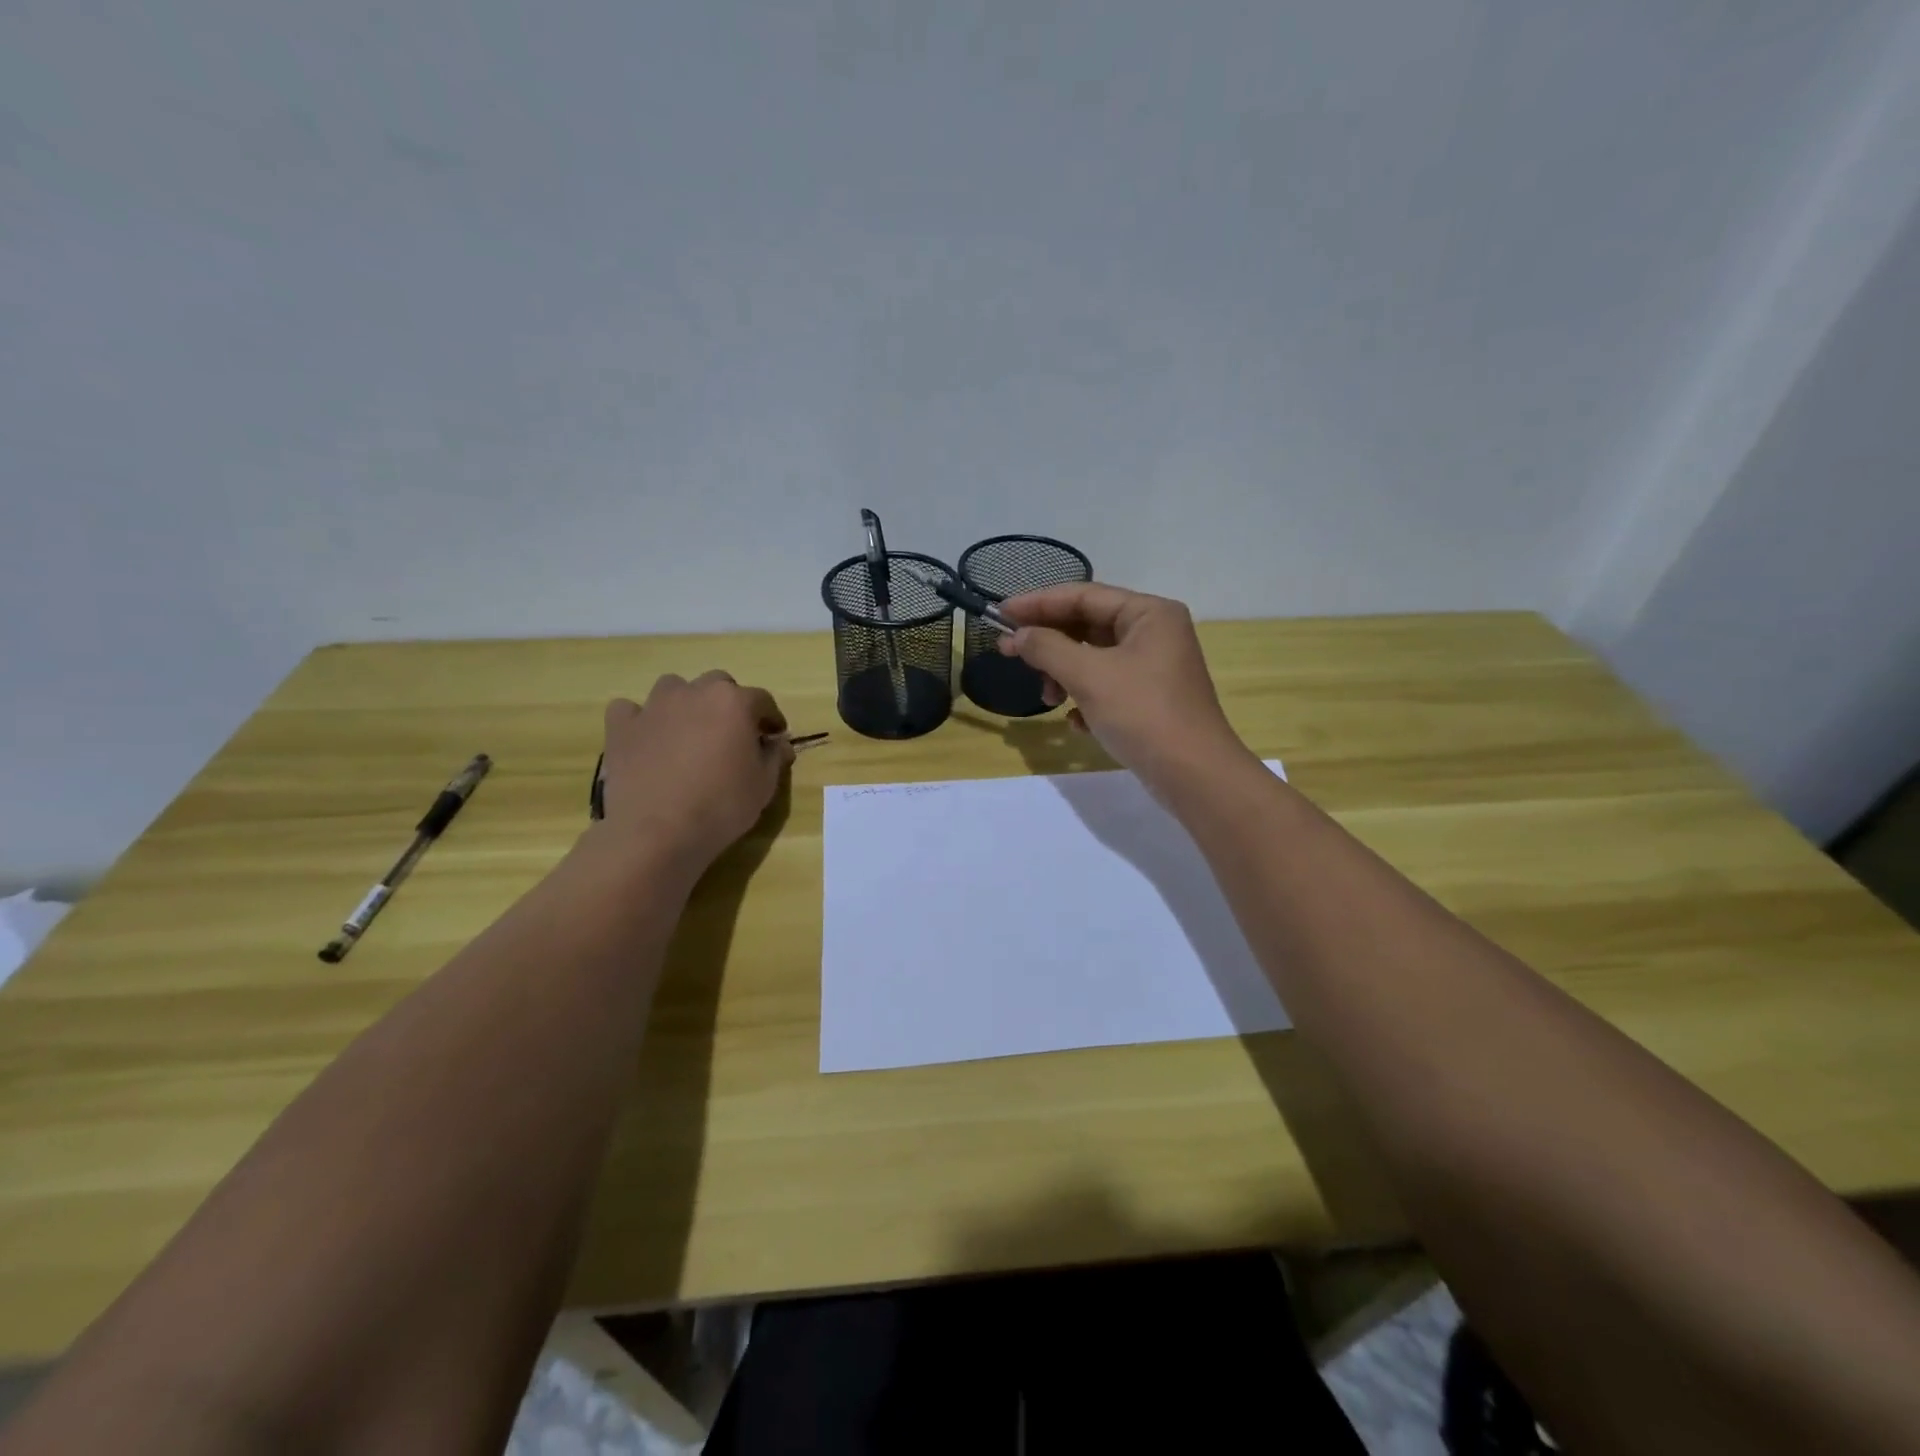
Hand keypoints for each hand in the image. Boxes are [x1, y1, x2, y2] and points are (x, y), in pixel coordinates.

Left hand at [594, 672, 793, 871]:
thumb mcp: (763, 785)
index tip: (773, 736)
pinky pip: (630, 710)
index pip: (762, 700)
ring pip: (673, 688)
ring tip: (687, 732)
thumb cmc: (721, 806)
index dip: (771, 718)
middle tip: (730, 734)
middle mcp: (694, 693)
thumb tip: (777, 743)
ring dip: (685, 703)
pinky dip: (640, 720)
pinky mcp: (621, 726)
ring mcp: (654, 706)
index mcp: (734, 703)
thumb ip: (774, 757)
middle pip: (717, 685)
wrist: (657, 831)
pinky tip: (646, 739)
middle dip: (727, 704)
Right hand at [998, 583, 1251, 794]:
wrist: (1193, 775)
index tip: (1000, 614)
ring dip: (1063, 675)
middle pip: (1087, 625)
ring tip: (1049, 699)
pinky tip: (1077, 722)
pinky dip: (1085, 699)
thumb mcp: (1089, 676)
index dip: (1037, 603)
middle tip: (1008, 653)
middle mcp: (1154, 633)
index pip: (1083, 595)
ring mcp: (1153, 668)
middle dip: (1049, 644)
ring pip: (1093, 659)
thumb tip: (1018, 636)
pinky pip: (1106, 687)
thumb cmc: (1143, 713)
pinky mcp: (1149, 699)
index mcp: (1149, 613)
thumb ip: (1047, 648)